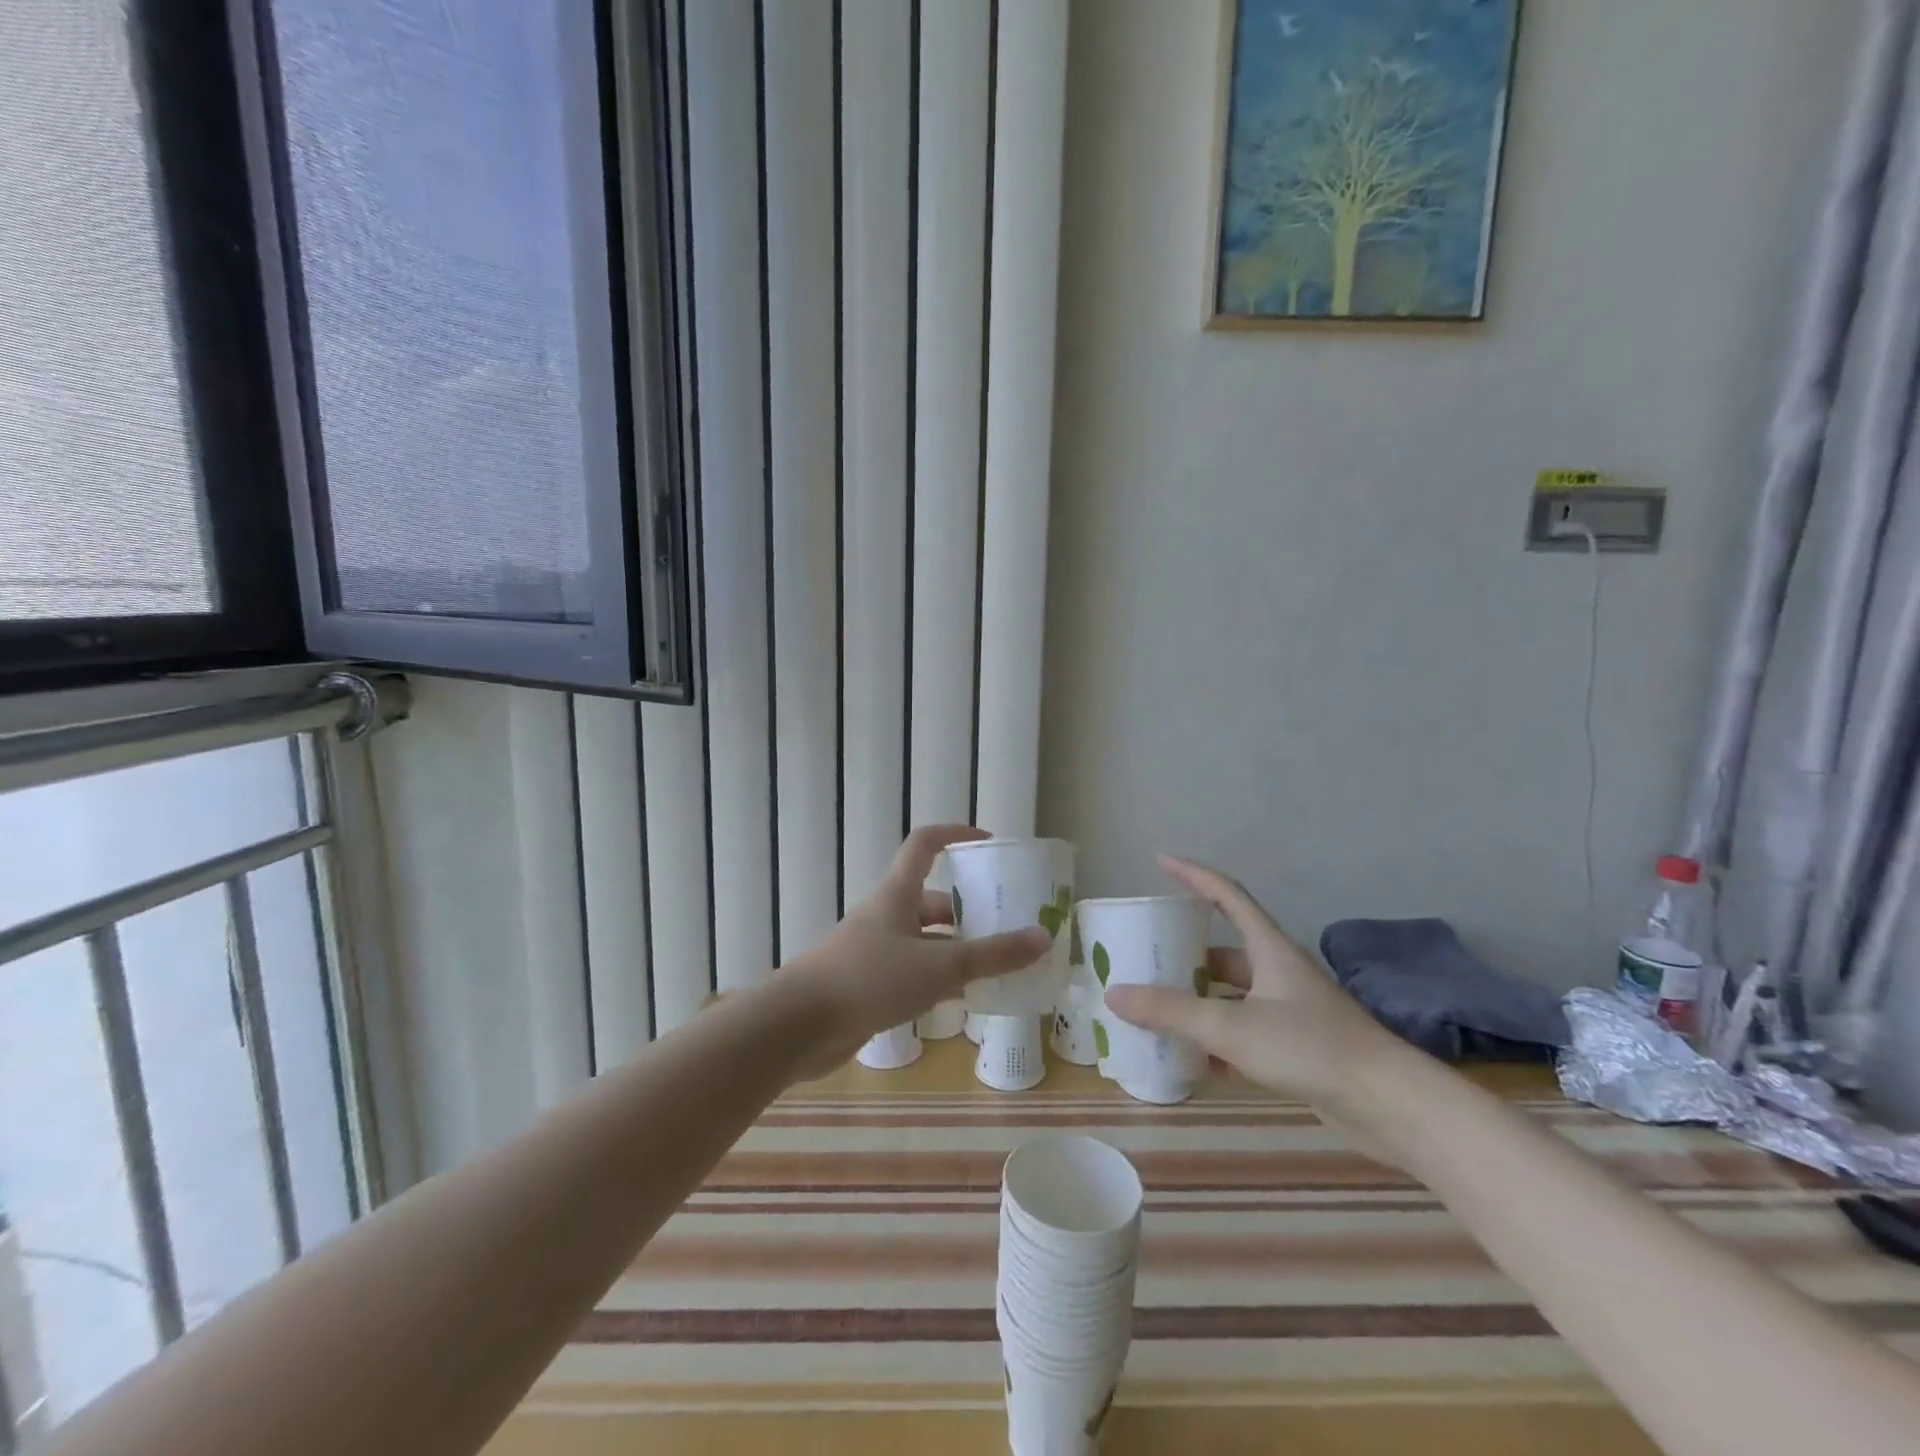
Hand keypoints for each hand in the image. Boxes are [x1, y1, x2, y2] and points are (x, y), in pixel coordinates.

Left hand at [784, 826, 1050, 1074]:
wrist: (798, 1026)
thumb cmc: (870, 979)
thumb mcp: (939, 966)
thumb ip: (991, 955)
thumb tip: (1043, 937)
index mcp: (898, 894)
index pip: (926, 844)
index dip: (956, 834)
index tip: (988, 842)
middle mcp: (886, 915)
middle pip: (931, 899)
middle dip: (968, 909)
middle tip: (1005, 924)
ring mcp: (874, 950)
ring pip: (924, 940)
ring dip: (955, 949)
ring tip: (994, 966)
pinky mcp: (867, 983)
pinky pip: (912, 971)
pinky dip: (937, 979)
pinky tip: (960, 1000)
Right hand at [1104, 856, 1407, 1108]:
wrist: (1389, 1105)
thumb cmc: (1311, 1048)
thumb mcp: (1232, 1027)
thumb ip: (1172, 1011)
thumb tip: (1115, 994)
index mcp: (1268, 948)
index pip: (1226, 894)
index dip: (1192, 874)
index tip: (1160, 860)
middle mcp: (1278, 971)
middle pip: (1223, 949)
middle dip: (1184, 950)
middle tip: (1144, 953)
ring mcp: (1289, 1008)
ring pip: (1231, 993)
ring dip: (1198, 997)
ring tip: (1157, 1005)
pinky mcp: (1296, 1044)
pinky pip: (1243, 1028)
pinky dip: (1216, 1036)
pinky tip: (1192, 1057)